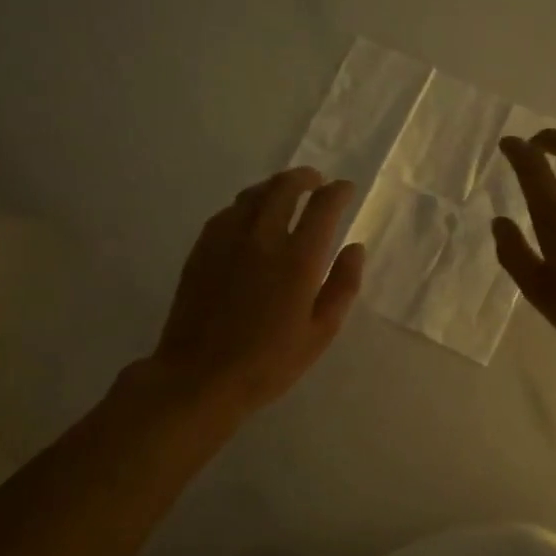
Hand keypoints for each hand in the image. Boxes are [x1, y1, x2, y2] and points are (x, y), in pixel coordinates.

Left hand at [145, 167, 364, 419]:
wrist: (200, 378)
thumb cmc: (269, 363)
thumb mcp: (321, 332)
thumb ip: (343, 285)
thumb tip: (355, 248)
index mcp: (298, 259)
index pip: (323, 207)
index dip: (338, 191)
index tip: (345, 189)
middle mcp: (262, 239)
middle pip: (284, 188)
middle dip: (304, 177)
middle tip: (315, 180)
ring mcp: (227, 241)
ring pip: (252, 195)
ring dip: (274, 186)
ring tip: (284, 192)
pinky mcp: (202, 250)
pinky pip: (227, 213)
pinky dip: (245, 205)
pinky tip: (248, 216)